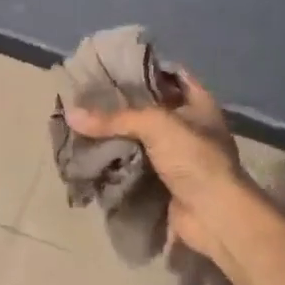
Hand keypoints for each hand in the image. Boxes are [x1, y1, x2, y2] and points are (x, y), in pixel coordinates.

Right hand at [65, 68, 248, 266]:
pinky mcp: (163, 182)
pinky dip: (116, 163)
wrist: (214, 216)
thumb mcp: (156, 126)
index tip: (112, 68)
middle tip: (87, 97)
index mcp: (198, 104)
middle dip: (121, 106)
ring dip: (115, 136)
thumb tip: (70, 113)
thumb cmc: (195, 158)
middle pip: (150, 109)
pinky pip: (134, 166)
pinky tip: (90, 154)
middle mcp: (189, 127)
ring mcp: (177, 157)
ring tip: (81, 124)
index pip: (171, 76)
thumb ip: (114, 118)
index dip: (145, 70)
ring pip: (139, 139)